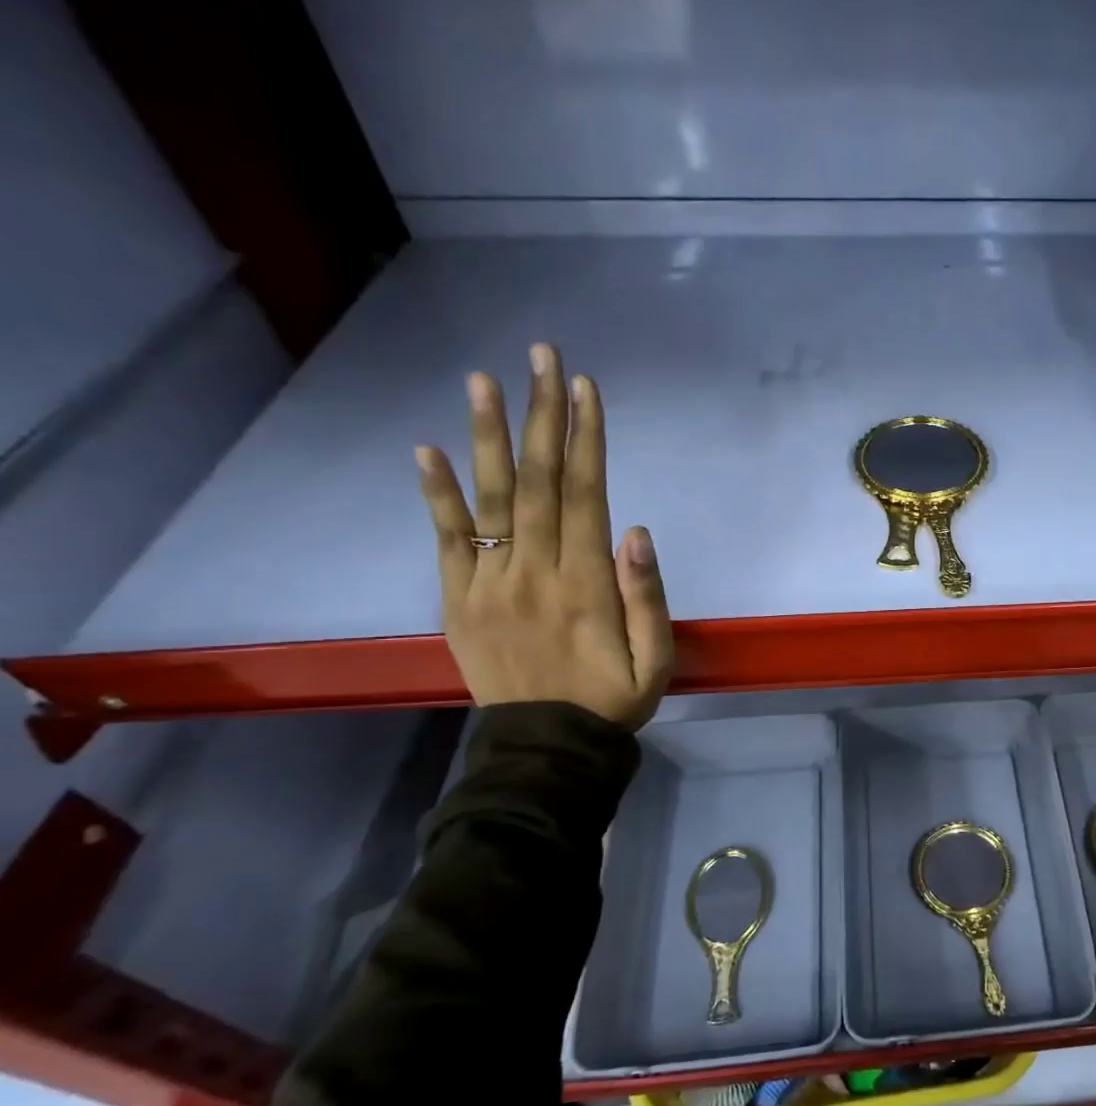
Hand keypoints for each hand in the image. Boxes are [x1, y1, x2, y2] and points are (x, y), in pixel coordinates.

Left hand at [415, 343, 673, 730]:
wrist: (546, 748)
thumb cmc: (613, 699)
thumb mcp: (657, 658)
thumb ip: (648, 597)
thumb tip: (636, 530)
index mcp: (586, 584)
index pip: (585, 495)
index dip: (586, 439)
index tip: (583, 388)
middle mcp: (534, 571)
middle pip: (538, 481)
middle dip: (542, 416)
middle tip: (542, 357)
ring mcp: (489, 583)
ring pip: (490, 498)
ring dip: (487, 436)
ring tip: (484, 379)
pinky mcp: (458, 599)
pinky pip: (446, 539)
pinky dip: (436, 494)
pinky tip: (428, 449)